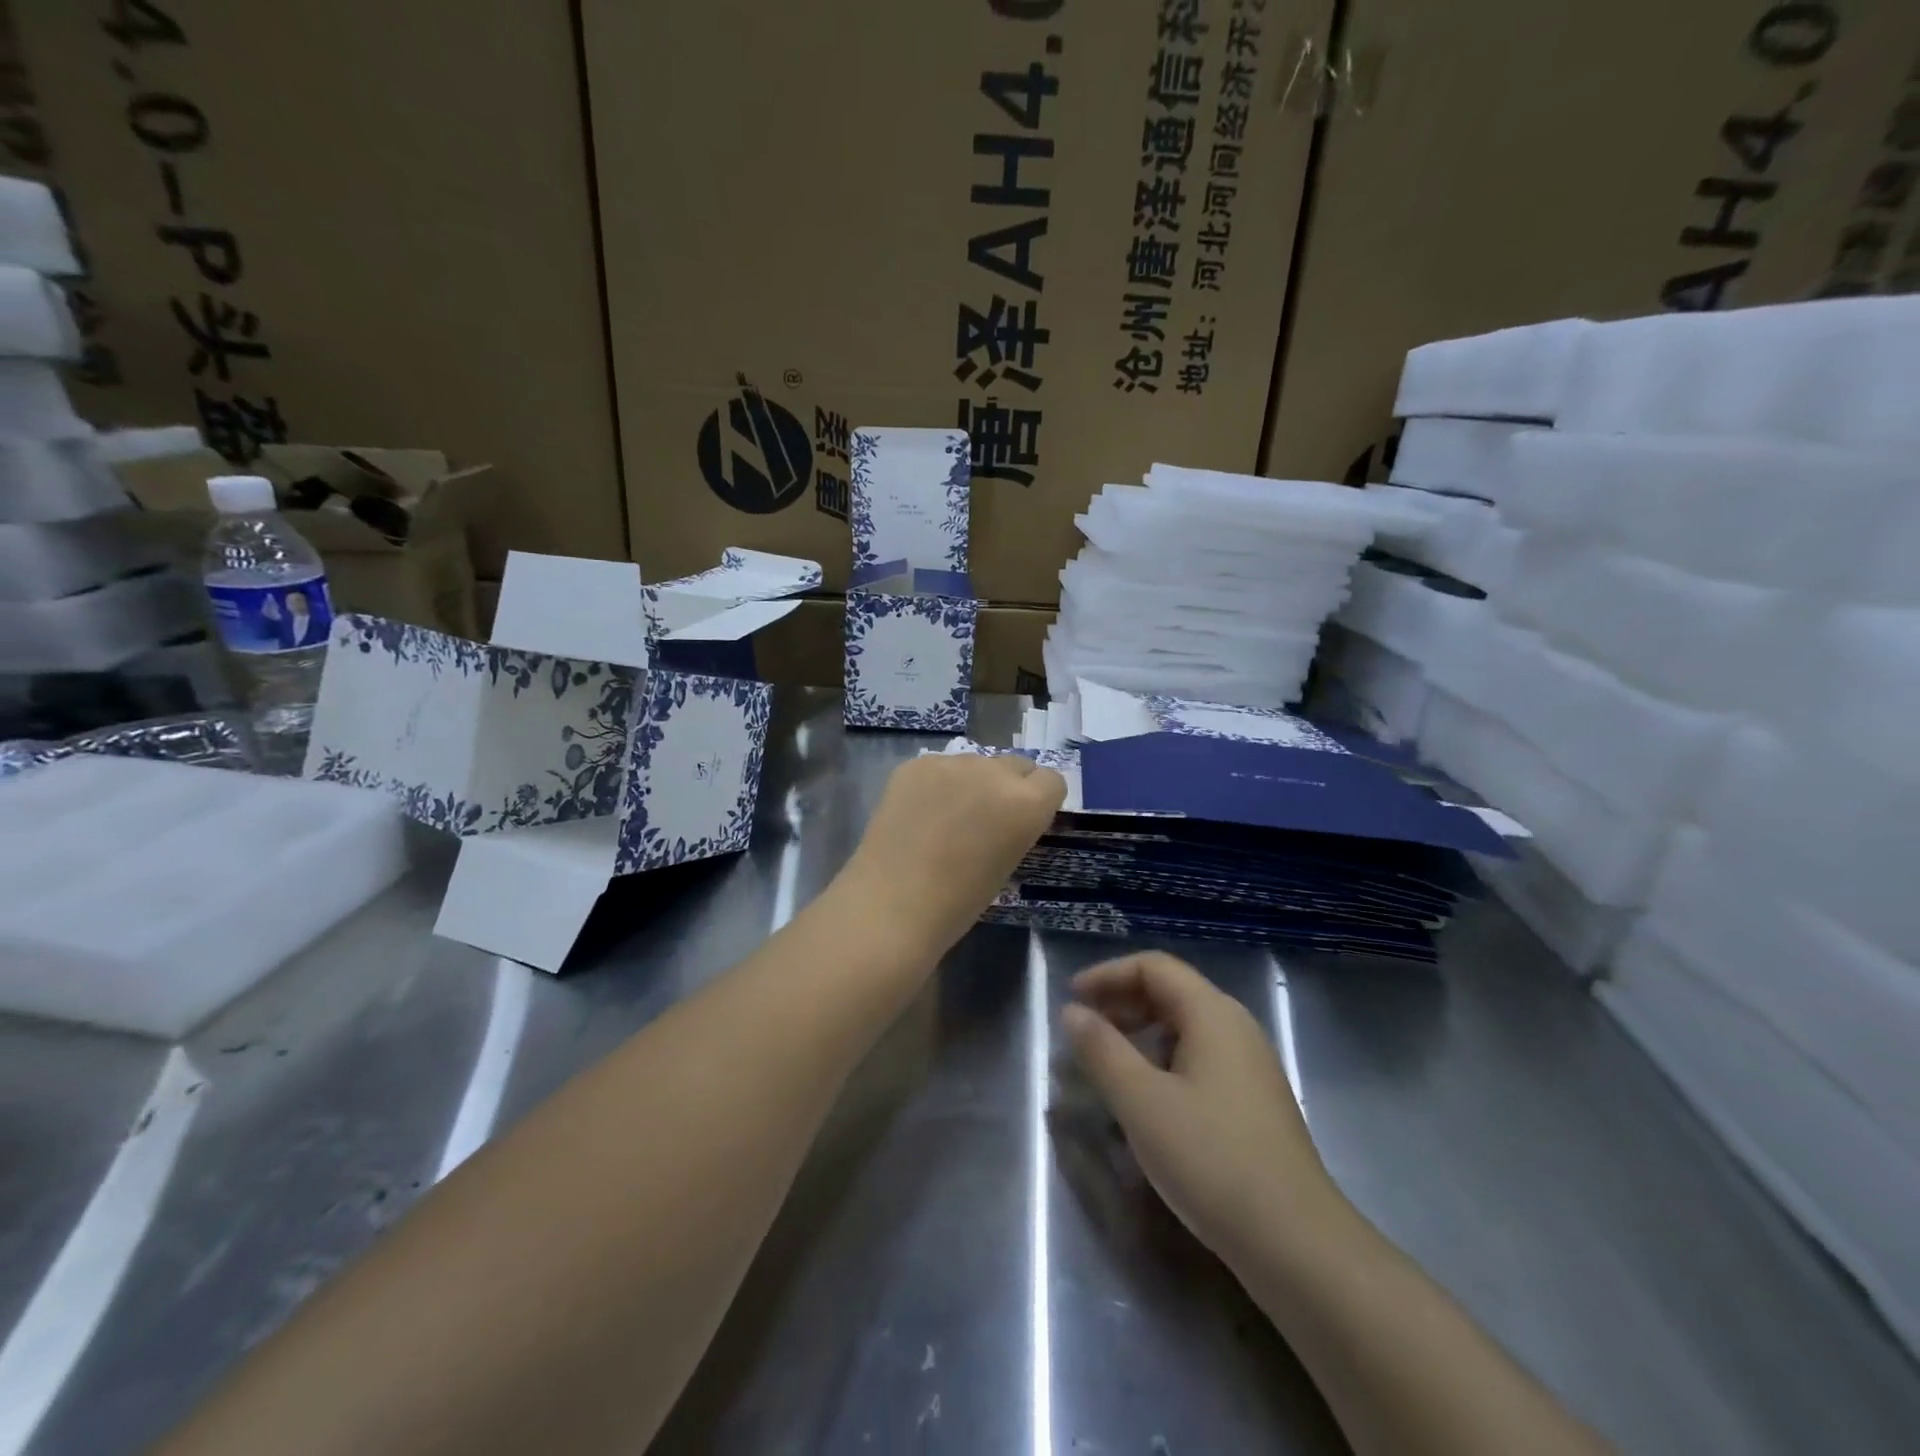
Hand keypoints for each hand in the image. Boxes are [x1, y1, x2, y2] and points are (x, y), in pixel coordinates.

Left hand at [840, 753, 1064, 962]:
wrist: (893, 903)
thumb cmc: (959, 901)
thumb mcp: (1008, 863)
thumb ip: (1017, 826)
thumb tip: (1008, 814)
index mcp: (1027, 802)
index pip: (1052, 781)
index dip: (1041, 801)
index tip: (1024, 822)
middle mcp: (995, 771)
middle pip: (1016, 765)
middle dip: (1009, 786)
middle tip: (987, 818)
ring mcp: (952, 763)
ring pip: (976, 763)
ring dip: (972, 782)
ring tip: (947, 816)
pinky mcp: (916, 763)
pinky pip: (940, 766)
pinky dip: (937, 784)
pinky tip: (920, 813)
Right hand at [1061, 952, 1341, 1264]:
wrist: (1298, 1245)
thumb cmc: (1212, 1160)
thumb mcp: (1142, 1102)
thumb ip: (1102, 1050)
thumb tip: (1072, 1011)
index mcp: (1212, 1013)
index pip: (1153, 967)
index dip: (1108, 974)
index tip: (1072, 998)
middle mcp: (1236, 1027)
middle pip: (1171, 992)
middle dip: (1121, 1002)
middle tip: (1083, 1029)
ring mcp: (1250, 1065)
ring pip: (1185, 1027)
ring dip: (1140, 1033)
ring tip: (1107, 1062)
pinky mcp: (1254, 1101)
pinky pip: (1199, 1058)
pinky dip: (1162, 1060)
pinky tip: (1146, 1098)